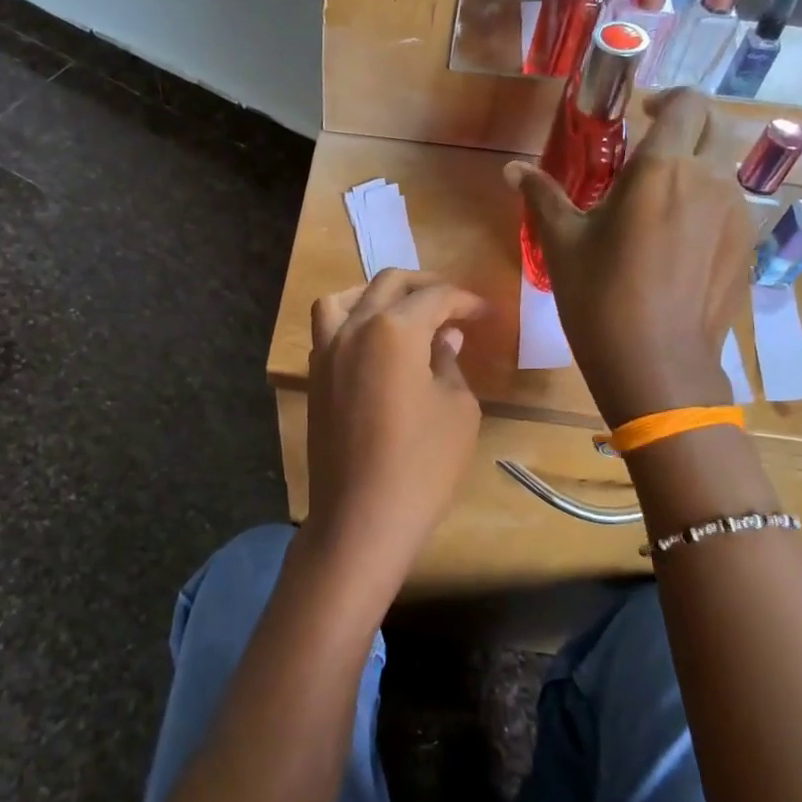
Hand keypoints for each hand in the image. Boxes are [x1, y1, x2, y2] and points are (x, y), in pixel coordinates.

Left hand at [305, 271, 489, 602]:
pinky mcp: (314, 378)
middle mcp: (353, 328)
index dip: (466, 300)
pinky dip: (352, 319)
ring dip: (378, 294)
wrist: (361, 517)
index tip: (487, 313)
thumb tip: (443, 337)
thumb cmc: (422, 464)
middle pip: (388, 284)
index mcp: (394, 329)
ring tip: (404, 310)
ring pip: (345, 298)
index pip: (435, 297)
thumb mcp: (457, 409)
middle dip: (426, 285)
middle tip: (454, 304)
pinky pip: (328, 328)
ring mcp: (326, 352)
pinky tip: (375, 343)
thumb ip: (449, 362)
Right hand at [507, 90, 750, 427]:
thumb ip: (543, 196)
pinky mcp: (746, 247)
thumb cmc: (600, 298)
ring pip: (725, 167)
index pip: (688, 102)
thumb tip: (512, 169)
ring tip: (660, 199)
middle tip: (651, 148)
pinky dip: (708, 203)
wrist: (657, 365)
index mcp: (663, 169)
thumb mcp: (563, 244)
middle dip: (687, 125)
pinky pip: (730, 205)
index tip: (642, 113)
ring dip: (698, 166)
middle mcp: (710, 180)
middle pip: (716, 125)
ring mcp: (736, 214)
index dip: (668, 98)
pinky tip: (678, 240)